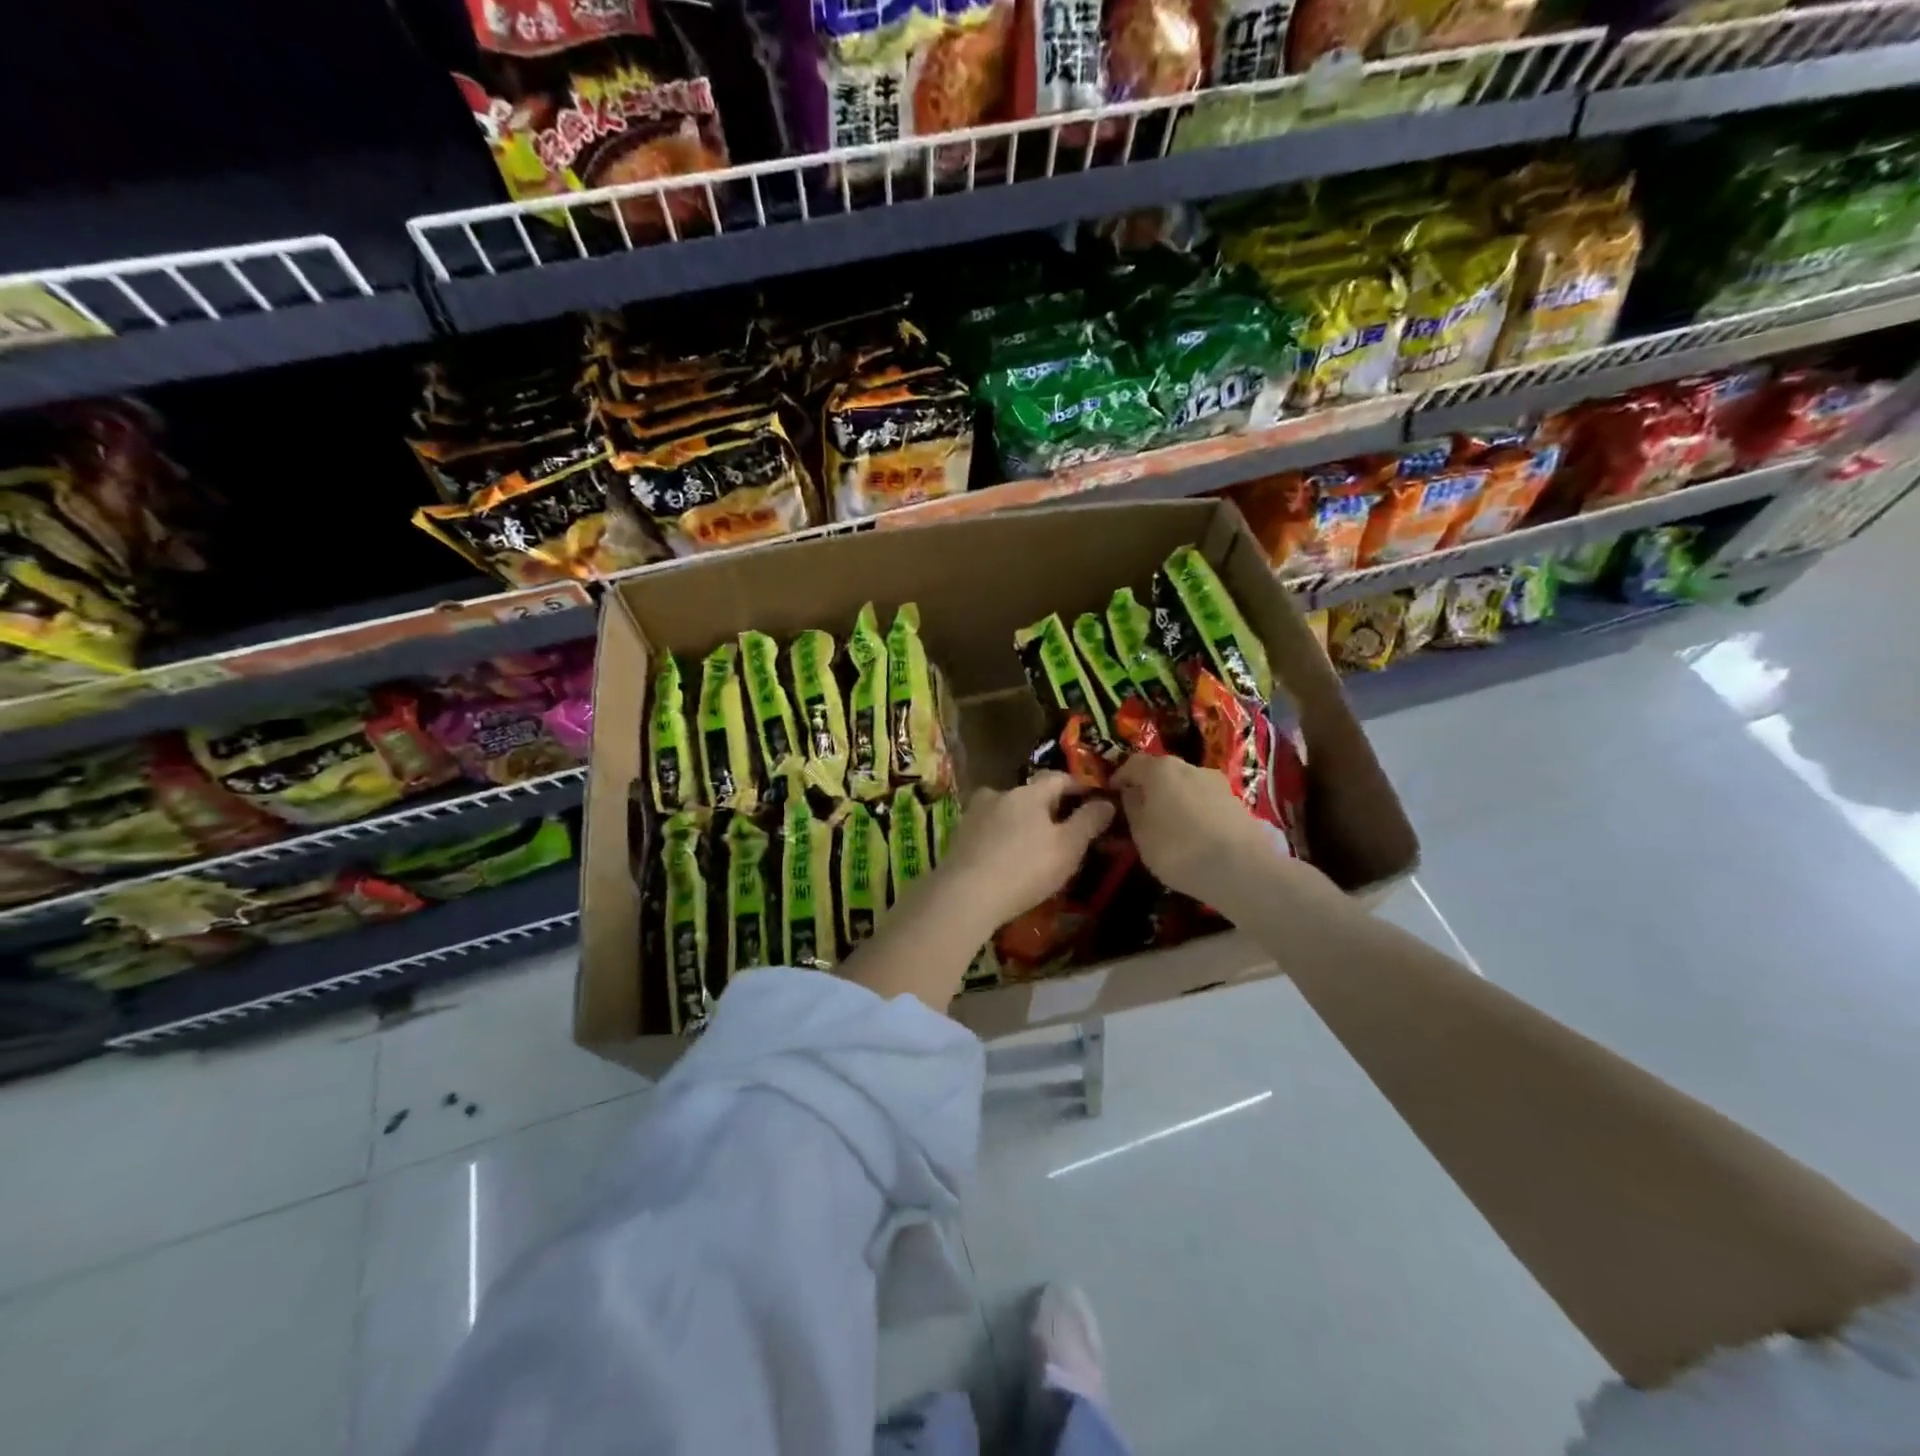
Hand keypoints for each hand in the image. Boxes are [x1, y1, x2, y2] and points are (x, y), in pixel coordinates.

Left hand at [938, 773, 1115, 931]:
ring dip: (1019, 822)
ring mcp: (974, 814)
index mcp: (1029, 793)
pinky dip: (999, 838)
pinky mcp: (958, 836)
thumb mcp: (1068, 847)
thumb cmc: (1025, 868)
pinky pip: (987, 830)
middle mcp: (999, 794)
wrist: (965, 894)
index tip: (1092, 798)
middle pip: (1029, 794)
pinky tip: (1004, 858)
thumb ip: (1089, 822)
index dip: (1077, 786)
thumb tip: (1106, 801)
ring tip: (1031, 846)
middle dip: (1046, 807)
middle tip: (1061, 829)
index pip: (1058, 778)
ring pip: (1005, 811)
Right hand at [1110, 754, 1322, 910]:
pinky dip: (1195, 812)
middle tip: (1141, 811)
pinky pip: (1206, 802)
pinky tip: (1194, 835)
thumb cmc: (1178, 848)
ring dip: (1175, 800)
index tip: (1112, 794)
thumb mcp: (1141, 833)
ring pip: (1187, 786)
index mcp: (1161, 769)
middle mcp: (1190, 767)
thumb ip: (1132, 808)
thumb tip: (1131, 793)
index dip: (1120, 777)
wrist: (1242, 869)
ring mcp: (1218, 783)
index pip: (1132, 763)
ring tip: (1169, 826)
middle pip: (1163, 772)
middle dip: (1150, 788)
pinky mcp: (1238, 803)